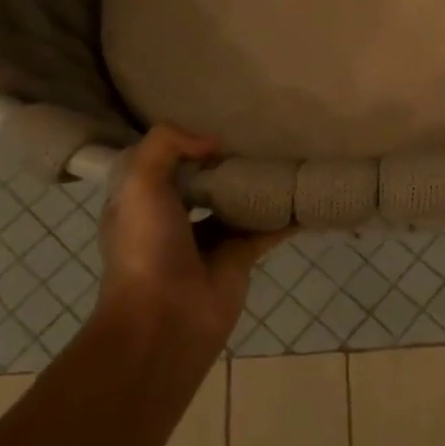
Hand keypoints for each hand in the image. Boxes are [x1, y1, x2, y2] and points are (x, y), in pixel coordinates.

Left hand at [95, 125, 287, 359]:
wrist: (165, 319)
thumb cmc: (145, 248)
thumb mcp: (139, 183)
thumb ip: (166, 145)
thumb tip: (212, 142)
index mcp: (141, 202)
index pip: (160, 164)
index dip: (182, 145)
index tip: (211, 126)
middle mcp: (173, 219)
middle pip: (203, 182)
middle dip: (224, 163)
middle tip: (256, 138)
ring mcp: (208, 241)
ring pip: (236, 204)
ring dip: (257, 186)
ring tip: (285, 158)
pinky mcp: (239, 259)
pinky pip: (266, 230)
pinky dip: (286, 216)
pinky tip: (305, 196)